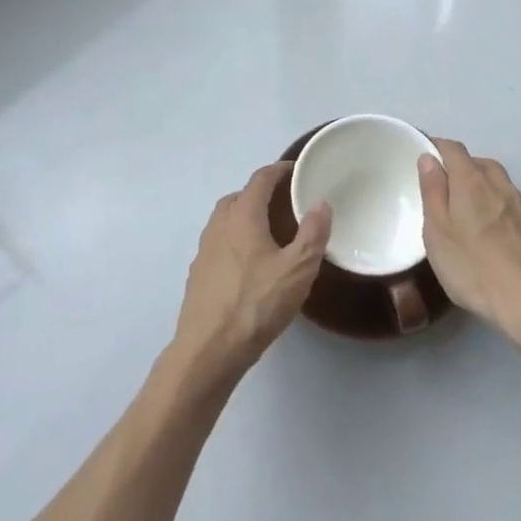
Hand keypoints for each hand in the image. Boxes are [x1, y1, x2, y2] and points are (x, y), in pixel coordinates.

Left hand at [169, 164, 329, 390]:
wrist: (208, 351)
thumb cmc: (256, 304)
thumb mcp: (297, 270)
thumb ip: (312, 234)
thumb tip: (321, 204)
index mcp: (242, 214)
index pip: (261, 178)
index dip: (280, 170)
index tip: (298, 170)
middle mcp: (219, 223)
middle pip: (241, 196)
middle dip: (263, 193)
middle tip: (288, 204)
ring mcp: (205, 248)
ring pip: (228, 220)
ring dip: (248, 217)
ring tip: (272, 233)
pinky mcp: (199, 273)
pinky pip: (221, 243)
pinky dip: (237, 240)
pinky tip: (251, 265)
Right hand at [419, 140, 520, 345]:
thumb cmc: (474, 267)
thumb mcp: (437, 231)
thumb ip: (432, 191)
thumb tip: (429, 158)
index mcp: (471, 180)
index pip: (453, 148)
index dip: (436, 147)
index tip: (422, 156)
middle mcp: (499, 184)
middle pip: (477, 162)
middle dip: (459, 167)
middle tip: (442, 188)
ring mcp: (520, 205)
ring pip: (496, 182)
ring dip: (480, 185)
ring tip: (465, 209)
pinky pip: (509, 203)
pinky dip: (496, 205)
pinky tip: (490, 231)